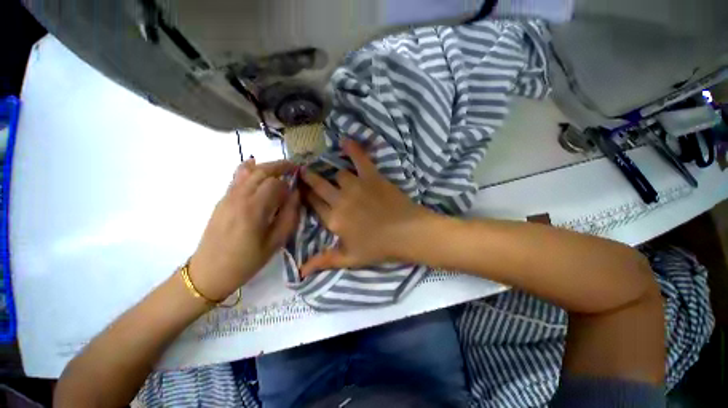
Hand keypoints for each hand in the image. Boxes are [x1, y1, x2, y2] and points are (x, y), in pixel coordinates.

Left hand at [189, 159, 299, 300]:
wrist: (210, 272)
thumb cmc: (248, 260)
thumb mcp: (276, 242)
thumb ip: (289, 215)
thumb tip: (296, 194)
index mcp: (254, 209)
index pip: (276, 183)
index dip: (289, 184)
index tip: (296, 191)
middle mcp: (239, 197)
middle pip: (262, 171)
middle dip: (280, 167)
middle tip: (294, 168)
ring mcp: (228, 196)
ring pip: (249, 171)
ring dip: (267, 167)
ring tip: (280, 169)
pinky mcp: (222, 200)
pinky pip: (236, 177)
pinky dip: (248, 168)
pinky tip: (255, 164)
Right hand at [300, 139, 430, 276]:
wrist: (407, 234)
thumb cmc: (379, 248)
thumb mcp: (350, 259)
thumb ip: (325, 261)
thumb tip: (301, 272)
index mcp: (334, 220)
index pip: (313, 204)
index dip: (306, 196)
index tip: (301, 190)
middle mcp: (340, 200)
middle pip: (320, 185)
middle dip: (310, 178)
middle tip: (304, 171)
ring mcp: (356, 186)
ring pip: (338, 174)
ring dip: (334, 174)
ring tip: (332, 170)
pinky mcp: (372, 177)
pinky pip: (360, 160)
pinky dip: (353, 149)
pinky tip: (345, 141)